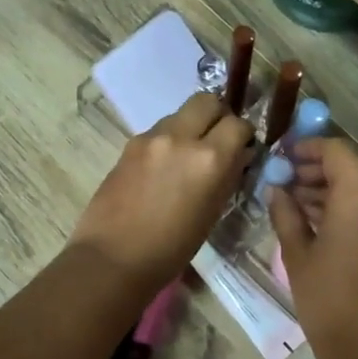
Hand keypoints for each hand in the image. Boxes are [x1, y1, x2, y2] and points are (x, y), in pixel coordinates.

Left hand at [68, 92, 253, 294]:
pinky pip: (159, 131)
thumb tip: (237, 156)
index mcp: (209, 159)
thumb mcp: (212, 213)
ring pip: (180, 114)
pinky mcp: (129, 144)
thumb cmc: (172, 249)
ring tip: (188, 156)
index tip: (243, 149)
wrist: (113, 257)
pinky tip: (163, 168)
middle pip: (207, 101)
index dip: (244, 135)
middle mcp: (181, 137)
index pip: (238, 124)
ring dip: (191, 127)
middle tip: (218, 139)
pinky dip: (169, 140)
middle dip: (218, 115)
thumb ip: (227, 176)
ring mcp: (151, 138)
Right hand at [268, 138, 357, 355]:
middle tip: (289, 179)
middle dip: (321, 168)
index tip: (285, 156)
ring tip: (300, 200)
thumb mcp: (297, 253)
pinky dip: (353, 203)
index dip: (309, 148)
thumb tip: (276, 189)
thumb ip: (286, 213)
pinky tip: (324, 219)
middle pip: (354, 166)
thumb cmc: (326, 298)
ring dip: (336, 186)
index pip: (336, 152)